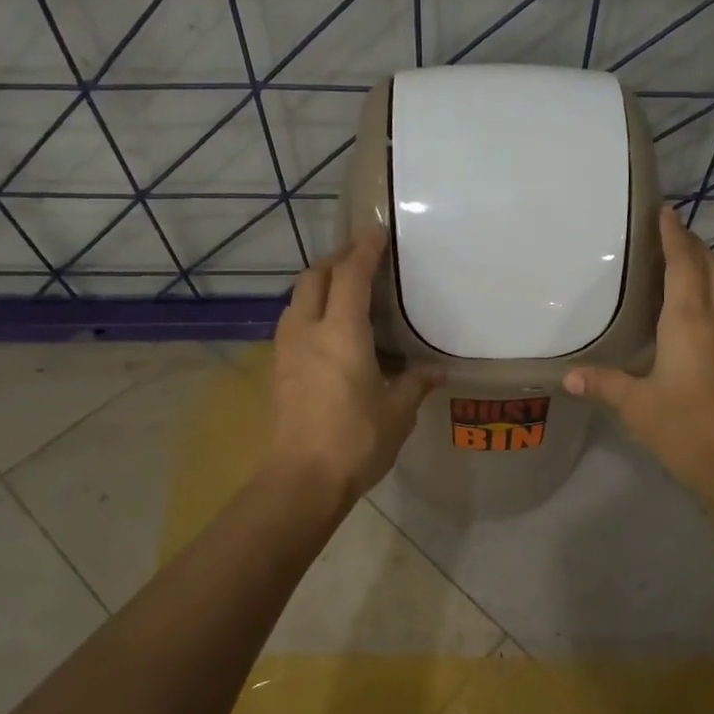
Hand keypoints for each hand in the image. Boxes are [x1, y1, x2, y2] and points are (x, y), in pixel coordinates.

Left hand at [268, 229, 441, 502]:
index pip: (350, 275)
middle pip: (314, 277)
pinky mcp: (276, 371)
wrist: (300, 481)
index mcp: (341, 333)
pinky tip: (325, 330)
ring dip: (317, 284)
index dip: (364, 250)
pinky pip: (291, 323)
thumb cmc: (355, 441)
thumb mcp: (397, 413)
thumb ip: (416, 384)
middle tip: (360, 258)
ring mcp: (286, 351)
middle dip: (336, 260)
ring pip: (296, 299)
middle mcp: (308, 331)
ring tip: (341, 290)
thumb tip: (437, 372)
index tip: (377, 232)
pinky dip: (308, 310)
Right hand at [564, 206, 713, 502]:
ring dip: (708, 268)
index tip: (665, 211)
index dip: (674, 236)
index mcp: (690, 322)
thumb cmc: (688, 427)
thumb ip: (604, 384)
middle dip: (694, 245)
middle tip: (671, 234)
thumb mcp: (637, 407)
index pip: (684, 264)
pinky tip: (697, 311)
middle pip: (713, 268)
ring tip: (684, 264)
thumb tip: (569, 376)